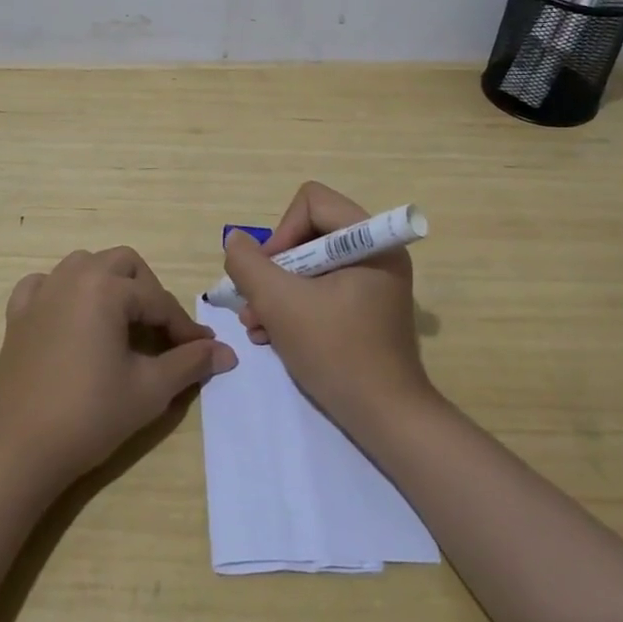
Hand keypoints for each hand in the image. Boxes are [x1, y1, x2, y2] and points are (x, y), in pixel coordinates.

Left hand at [0, 246, 235, 487]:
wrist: (19, 449)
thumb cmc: (90, 415)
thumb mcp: (150, 389)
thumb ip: (190, 362)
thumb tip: (227, 352)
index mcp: (107, 288)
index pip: (158, 301)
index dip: (184, 328)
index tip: (203, 351)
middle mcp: (73, 277)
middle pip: (124, 264)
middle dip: (149, 292)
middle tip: (162, 331)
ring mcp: (41, 293)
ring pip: (84, 265)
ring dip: (109, 283)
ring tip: (122, 320)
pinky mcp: (18, 315)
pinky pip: (44, 284)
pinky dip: (63, 291)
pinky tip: (72, 317)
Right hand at [222, 182, 438, 435]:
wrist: (386, 419)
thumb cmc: (337, 353)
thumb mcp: (280, 304)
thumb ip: (249, 265)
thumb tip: (236, 241)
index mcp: (370, 240)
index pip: (311, 202)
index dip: (281, 232)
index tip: (268, 273)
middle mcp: (377, 252)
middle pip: (308, 233)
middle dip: (273, 270)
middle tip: (254, 303)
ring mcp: (373, 281)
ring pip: (310, 265)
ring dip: (277, 292)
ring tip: (257, 325)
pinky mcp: (366, 307)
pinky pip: (321, 289)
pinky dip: (294, 307)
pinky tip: (273, 336)